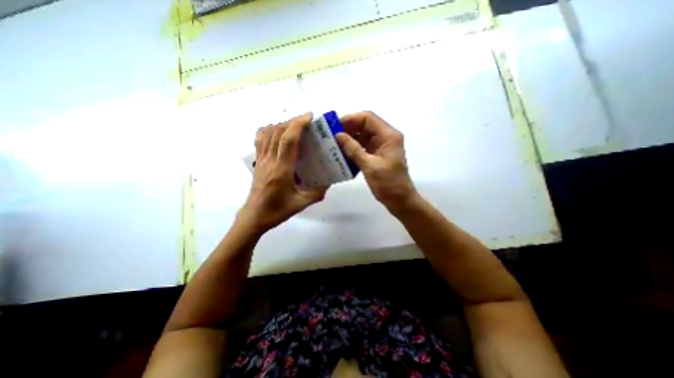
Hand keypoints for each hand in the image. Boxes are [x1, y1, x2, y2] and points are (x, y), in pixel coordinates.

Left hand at [240, 114, 328, 232]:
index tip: (309, 117)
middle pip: (278, 132)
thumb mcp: (301, 204)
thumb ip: (317, 193)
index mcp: (281, 170)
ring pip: (267, 133)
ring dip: (281, 124)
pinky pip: (260, 139)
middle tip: (306, 120)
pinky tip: (278, 134)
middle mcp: (269, 160)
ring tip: (294, 125)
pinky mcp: (258, 162)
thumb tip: (329, 182)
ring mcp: (261, 160)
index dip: (298, 125)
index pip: (288, 140)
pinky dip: (269, 131)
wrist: (254, 217)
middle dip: (293, 121)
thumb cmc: (277, 211)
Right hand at [336, 111, 418, 210]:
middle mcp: (385, 137)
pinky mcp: (377, 155)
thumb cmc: (388, 183)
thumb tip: (338, 135)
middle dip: (348, 129)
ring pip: (363, 136)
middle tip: (331, 136)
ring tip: (334, 144)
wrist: (400, 200)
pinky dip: (353, 148)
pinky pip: (363, 147)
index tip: (335, 126)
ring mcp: (381, 146)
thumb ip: (354, 149)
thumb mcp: (370, 166)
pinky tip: (342, 153)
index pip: (368, 118)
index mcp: (388, 136)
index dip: (351, 119)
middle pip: (365, 126)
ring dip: (349, 139)